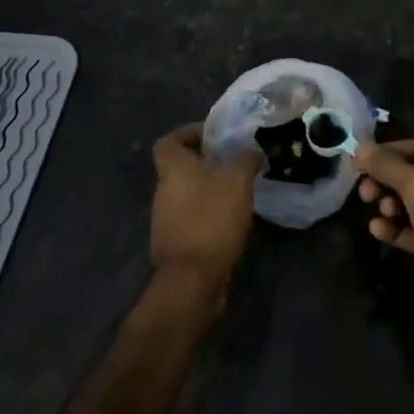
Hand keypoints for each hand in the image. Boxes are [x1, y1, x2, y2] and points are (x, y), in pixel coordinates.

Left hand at [150, 124, 259, 296]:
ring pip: (187, 194)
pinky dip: (208, 214)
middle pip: (180, 168)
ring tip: (238, 191)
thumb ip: (245, 158)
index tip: (212, 136)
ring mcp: (166, 221)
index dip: (187, 133)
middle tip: (235, 162)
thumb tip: (250, 151)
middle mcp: (163, 192)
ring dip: (209, 190)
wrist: (192, 280)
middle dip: (206, 163)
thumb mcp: (238, 179)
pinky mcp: (175, 244)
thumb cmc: (212, 218)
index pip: (168, 141)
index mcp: (173, 169)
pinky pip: (192, 218)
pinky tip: (232, 220)